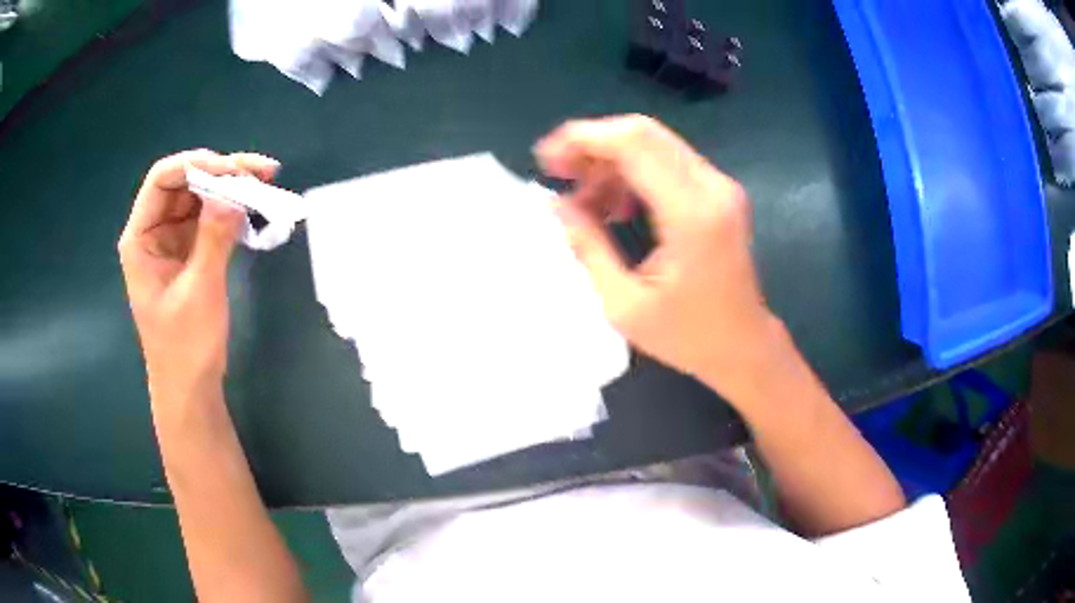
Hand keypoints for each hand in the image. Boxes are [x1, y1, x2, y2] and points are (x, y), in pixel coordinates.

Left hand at [118, 150, 278, 406]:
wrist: (191, 386)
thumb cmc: (185, 346)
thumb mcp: (199, 291)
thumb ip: (213, 237)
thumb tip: (234, 193)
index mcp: (141, 238)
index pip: (162, 179)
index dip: (195, 165)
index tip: (232, 171)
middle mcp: (155, 230)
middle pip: (185, 181)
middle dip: (221, 171)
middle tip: (260, 172)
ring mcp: (174, 239)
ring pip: (201, 195)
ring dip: (231, 187)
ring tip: (265, 181)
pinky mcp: (191, 250)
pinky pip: (211, 217)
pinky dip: (233, 209)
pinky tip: (255, 206)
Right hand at [536, 115, 779, 401]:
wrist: (744, 346)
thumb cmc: (688, 336)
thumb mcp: (624, 304)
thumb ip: (588, 247)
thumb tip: (555, 203)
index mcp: (692, 214)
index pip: (634, 143)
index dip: (583, 139)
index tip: (547, 160)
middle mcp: (712, 187)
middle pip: (643, 133)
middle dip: (592, 144)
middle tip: (559, 173)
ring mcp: (720, 186)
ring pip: (654, 143)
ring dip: (611, 161)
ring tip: (584, 201)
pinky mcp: (720, 192)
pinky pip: (668, 162)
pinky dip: (633, 172)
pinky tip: (616, 206)